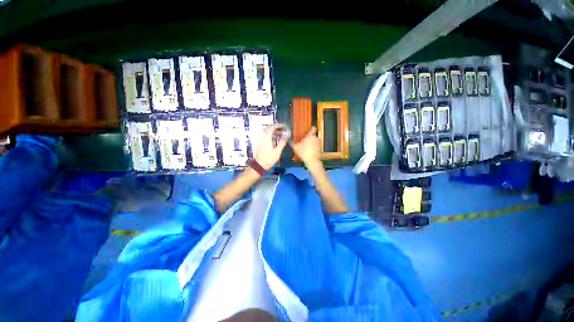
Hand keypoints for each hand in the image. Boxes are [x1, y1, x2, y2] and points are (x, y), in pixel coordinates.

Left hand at [254, 124, 287, 169]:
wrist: (259, 165)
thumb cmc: (269, 159)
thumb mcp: (277, 152)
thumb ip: (282, 142)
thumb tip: (286, 135)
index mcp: (267, 138)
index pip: (272, 127)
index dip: (278, 125)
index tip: (284, 126)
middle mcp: (263, 137)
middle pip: (268, 128)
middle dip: (276, 127)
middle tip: (283, 129)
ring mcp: (261, 140)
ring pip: (267, 132)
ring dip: (273, 131)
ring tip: (281, 133)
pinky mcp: (261, 143)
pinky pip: (266, 135)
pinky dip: (271, 134)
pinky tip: (276, 138)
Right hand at [290, 127, 320, 166]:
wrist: (312, 160)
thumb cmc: (303, 152)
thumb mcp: (295, 147)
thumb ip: (292, 143)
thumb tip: (288, 140)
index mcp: (310, 136)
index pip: (313, 128)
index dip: (311, 128)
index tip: (308, 130)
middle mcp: (316, 138)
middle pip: (313, 135)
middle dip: (309, 137)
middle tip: (304, 140)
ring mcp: (319, 143)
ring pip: (315, 140)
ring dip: (312, 142)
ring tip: (307, 146)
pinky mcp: (320, 148)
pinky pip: (316, 145)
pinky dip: (314, 146)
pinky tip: (310, 150)